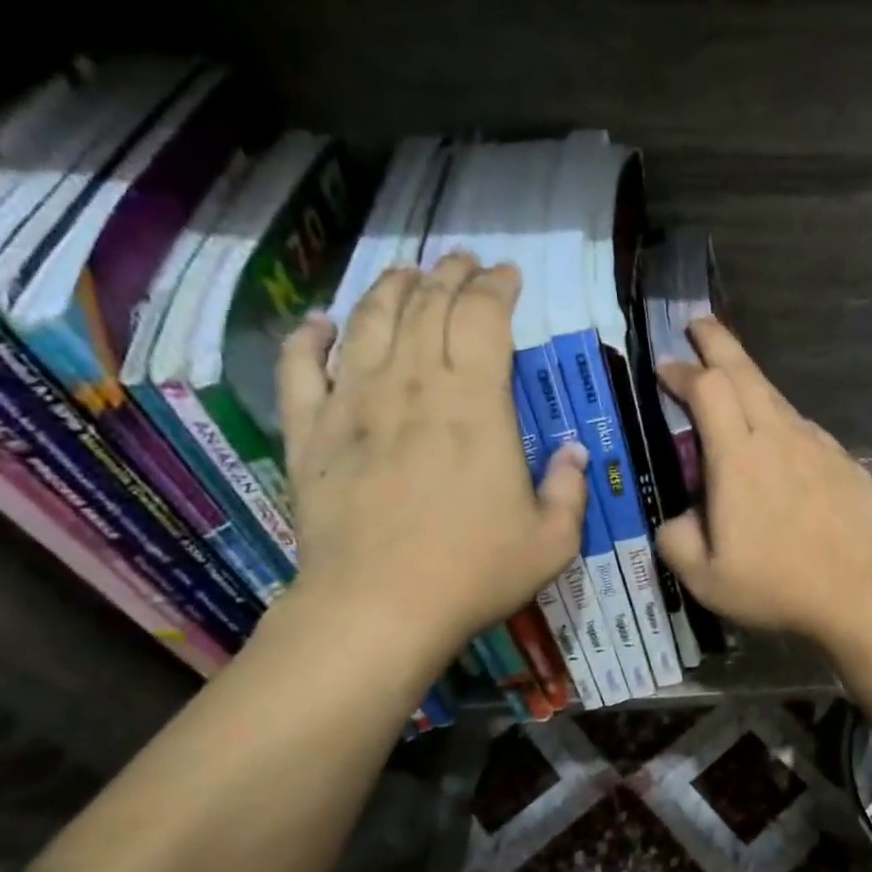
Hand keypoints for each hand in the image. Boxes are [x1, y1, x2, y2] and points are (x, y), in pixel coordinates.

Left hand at [276, 253, 587, 661]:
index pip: (483, 316)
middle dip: (448, 274)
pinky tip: (319, 322)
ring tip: (405, 274)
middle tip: (462, 263)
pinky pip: (299, 367)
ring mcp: (353, 403)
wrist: (378, 607)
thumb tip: (572, 451)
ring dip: (390, 288)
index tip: (506, 276)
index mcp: (475, 404)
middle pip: (427, 305)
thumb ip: (569, 489)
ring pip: (368, 320)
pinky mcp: (309, 432)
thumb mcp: (552, 540)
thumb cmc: (474, 572)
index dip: (496, 287)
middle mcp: (412, 385)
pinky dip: (307, 337)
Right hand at [656, 318, 871, 646]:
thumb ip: (677, 541)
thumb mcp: (705, 578)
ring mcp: (816, 446)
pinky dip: (782, 421)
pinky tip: (780, 444)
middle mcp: (778, 437)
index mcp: (737, 458)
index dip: (682, 371)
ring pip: (777, 397)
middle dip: (718, 342)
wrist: (860, 593)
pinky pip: (804, 429)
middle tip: (699, 324)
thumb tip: (677, 521)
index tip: (665, 367)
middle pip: (745, 372)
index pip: (706, 390)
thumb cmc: (777, 585)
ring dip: (750, 382)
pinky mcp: (843, 462)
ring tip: (733, 383)